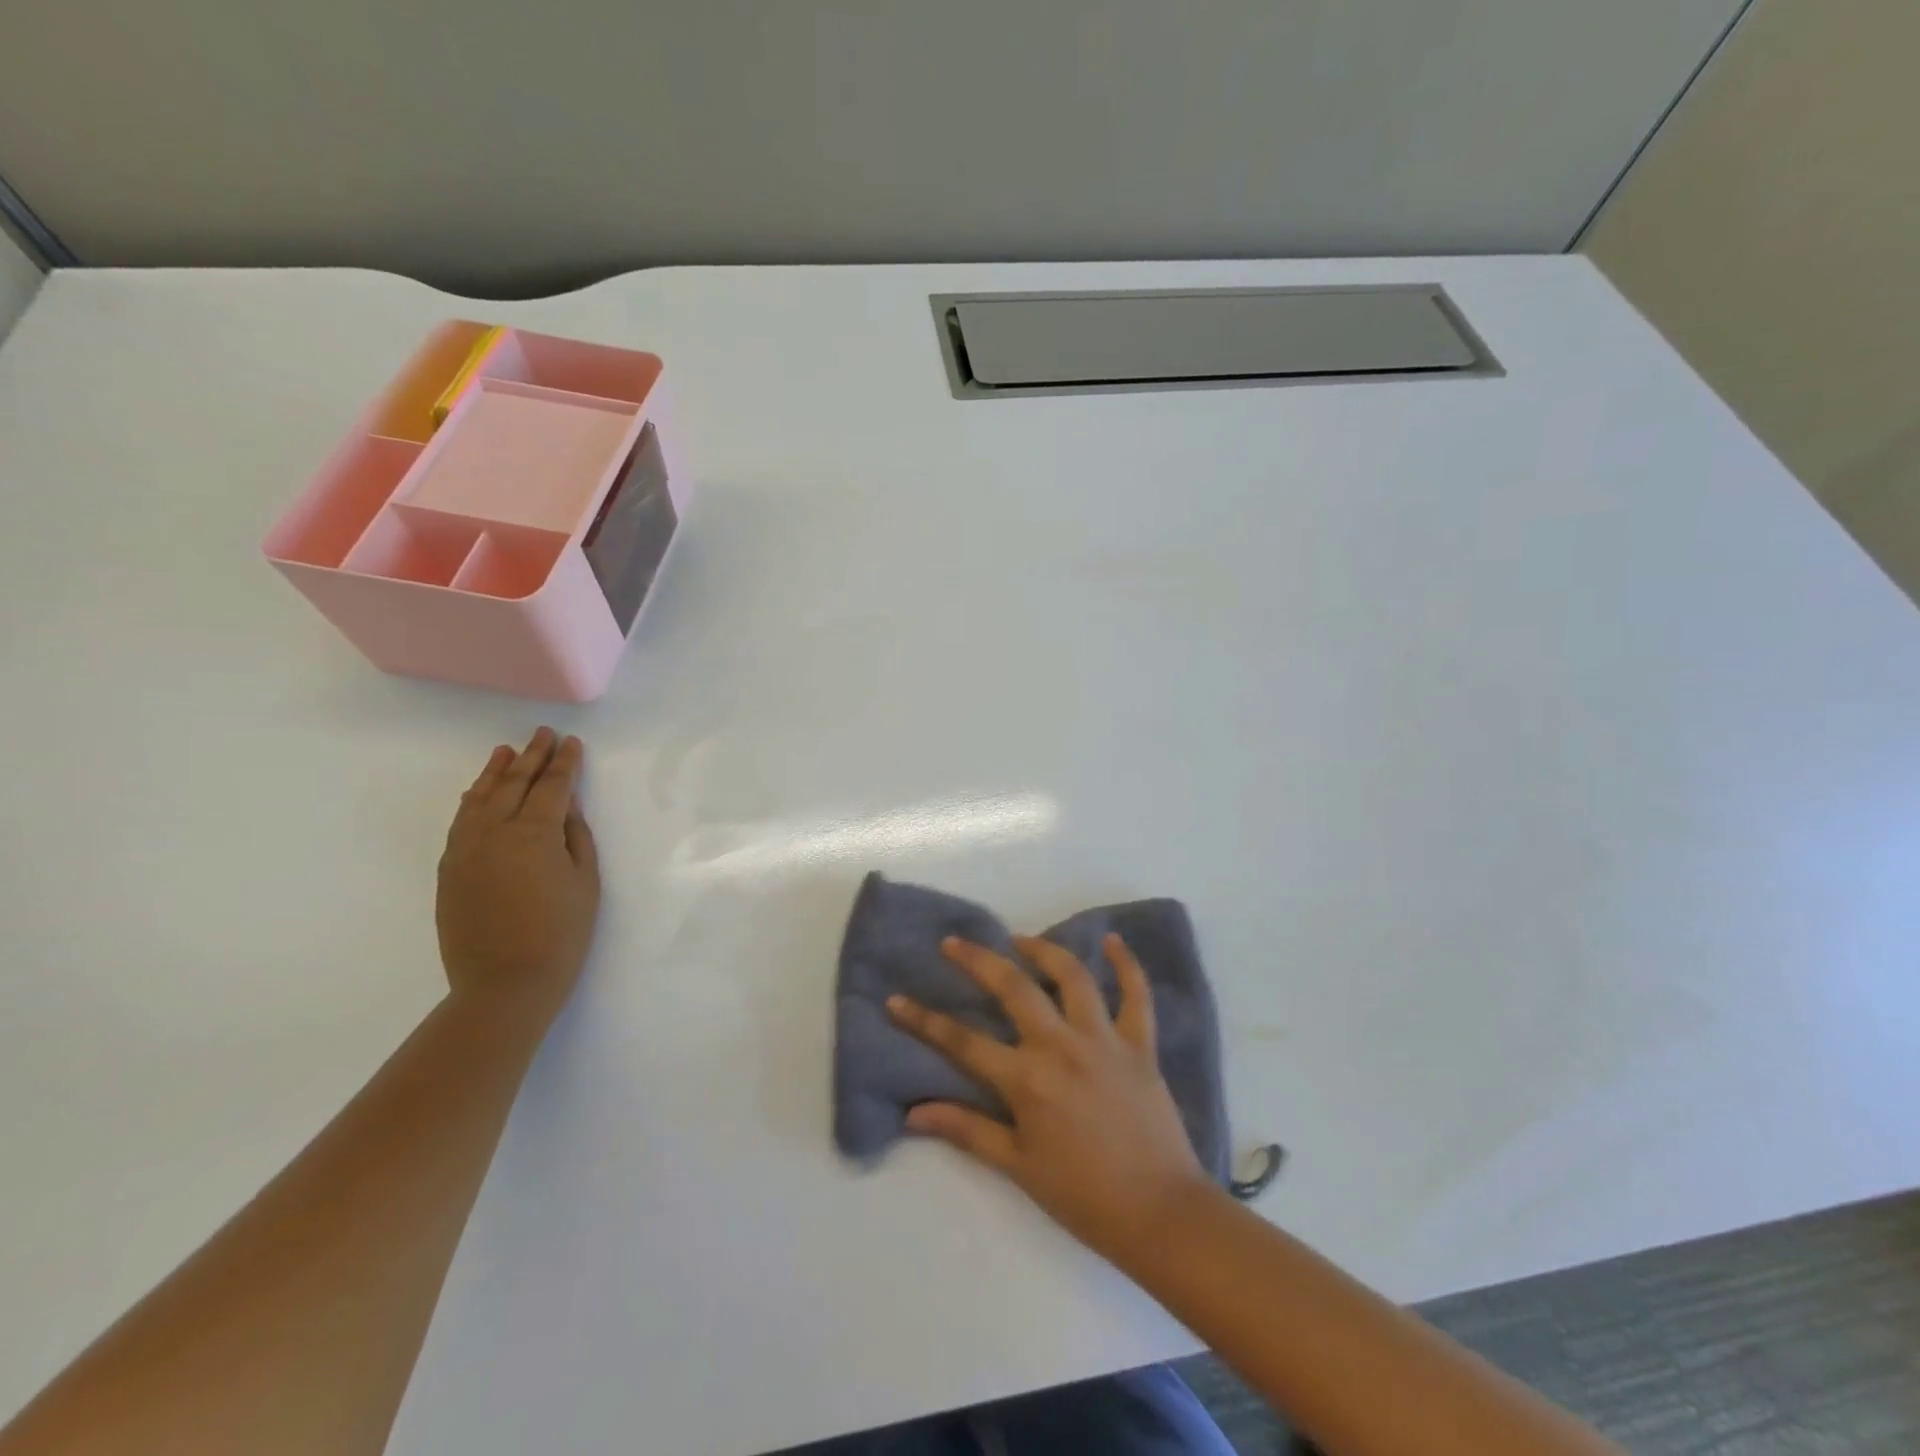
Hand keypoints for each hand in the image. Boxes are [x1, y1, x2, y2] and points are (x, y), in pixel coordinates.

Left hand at [436, 728, 600, 1026]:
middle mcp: (495, 832)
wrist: (505, 983)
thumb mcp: (585, 882)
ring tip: (506, 751)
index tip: (572, 742)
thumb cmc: (561, 933)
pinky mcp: (450, 869)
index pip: (552, 787)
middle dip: (532, 757)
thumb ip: (575, 838)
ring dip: (495, 772)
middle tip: (542, 734)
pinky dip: (471, 801)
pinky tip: (477, 792)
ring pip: (479, 799)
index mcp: (534, 833)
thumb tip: (566, 807)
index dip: (565, 763)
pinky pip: (460, 822)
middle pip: (514, 784)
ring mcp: (466, 850)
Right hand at [888, 933, 1216, 1265]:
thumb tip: (913, 1113)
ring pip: (1072, 976)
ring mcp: (1105, 1039)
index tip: (897, 999)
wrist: (1160, 1215)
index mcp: (1028, 1080)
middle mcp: (1062, 1046)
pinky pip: (1136, 994)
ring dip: (1044, 950)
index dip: (924, 1020)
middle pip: (1014, 988)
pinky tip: (1112, 940)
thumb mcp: (1017, 1167)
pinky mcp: (1141, 1044)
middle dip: (978, 960)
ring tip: (1021, 939)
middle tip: (954, 943)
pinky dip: (1126, 964)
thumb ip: (966, 1130)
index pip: (963, 1042)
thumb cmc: (1083, 1196)